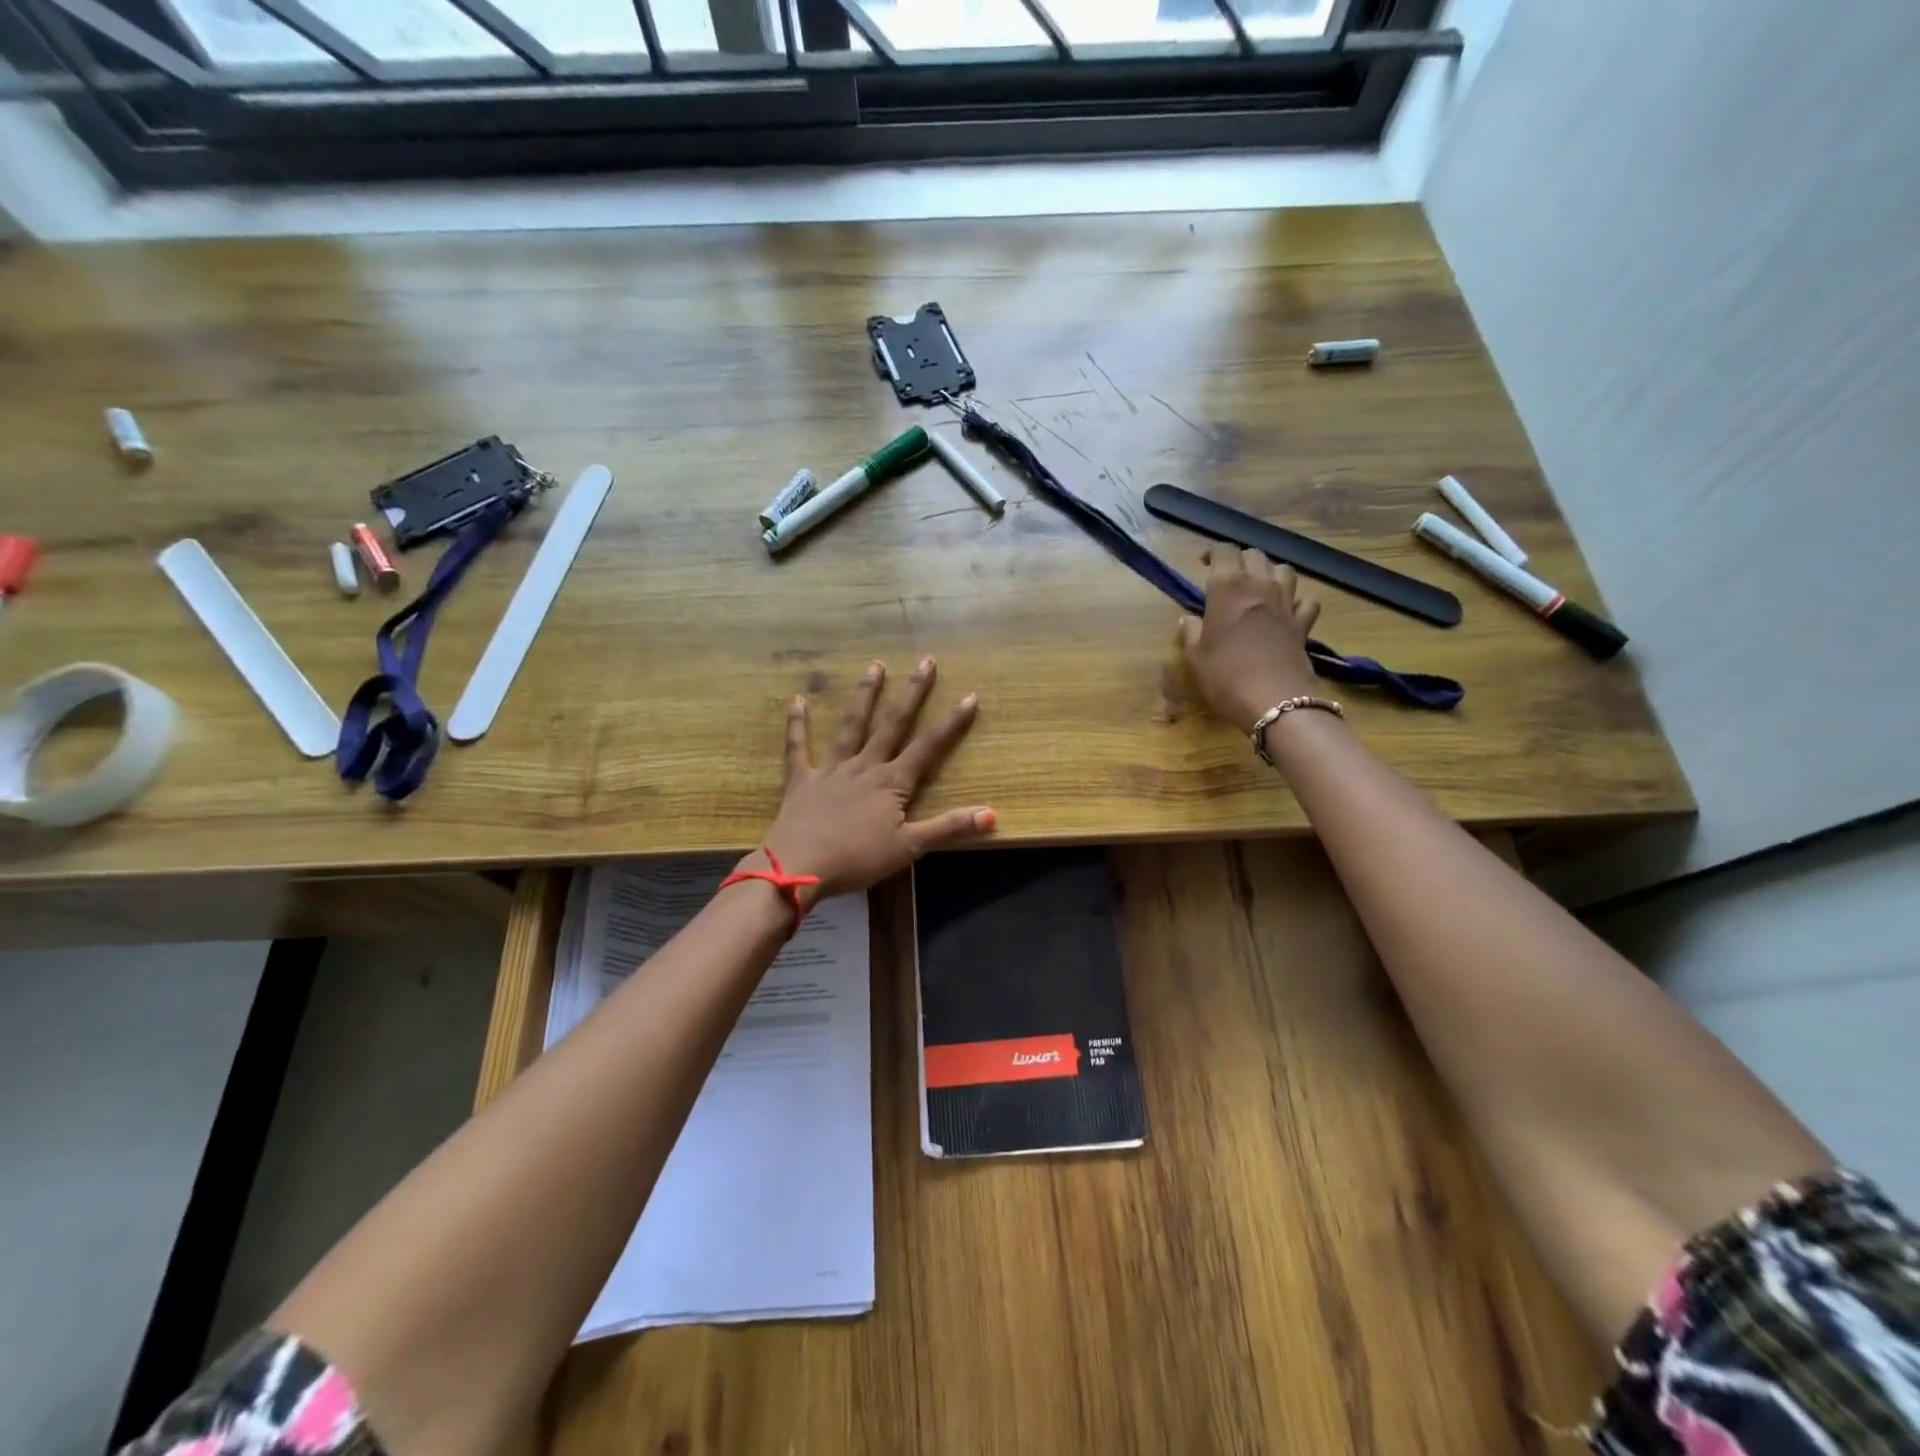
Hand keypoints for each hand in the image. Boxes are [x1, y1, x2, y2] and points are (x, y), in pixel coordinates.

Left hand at [755, 658, 995, 903]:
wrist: (798, 866)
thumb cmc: (857, 859)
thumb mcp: (909, 848)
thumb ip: (948, 828)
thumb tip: (992, 815)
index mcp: (892, 783)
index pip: (929, 747)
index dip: (952, 723)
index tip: (970, 696)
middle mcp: (865, 766)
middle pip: (893, 724)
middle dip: (912, 693)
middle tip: (925, 661)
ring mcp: (831, 769)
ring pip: (851, 725)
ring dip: (865, 695)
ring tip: (875, 666)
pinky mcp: (802, 780)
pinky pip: (798, 747)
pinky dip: (797, 724)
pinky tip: (797, 700)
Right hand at [1177, 548, 1322, 733]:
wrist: (1274, 701)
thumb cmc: (1225, 676)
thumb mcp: (1195, 657)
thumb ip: (1191, 632)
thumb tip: (1189, 619)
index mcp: (1228, 588)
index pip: (1224, 551)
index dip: (1214, 553)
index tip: (1204, 563)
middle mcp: (1259, 586)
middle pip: (1255, 555)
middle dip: (1240, 560)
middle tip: (1228, 577)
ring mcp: (1286, 603)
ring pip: (1284, 570)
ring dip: (1270, 573)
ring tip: (1259, 588)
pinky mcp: (1303, 624)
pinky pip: (1306, 601)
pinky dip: (1297, 601)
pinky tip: (1287, 612)